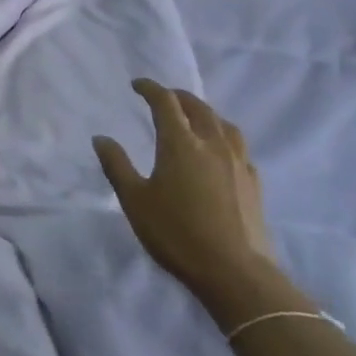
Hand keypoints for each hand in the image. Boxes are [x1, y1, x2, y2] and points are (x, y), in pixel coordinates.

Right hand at [94, 80, 278, 305]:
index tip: (137, 85)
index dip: (150, 88)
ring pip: (223, 123)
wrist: (234, 270)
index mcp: (181, 143)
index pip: (166, 102)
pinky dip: (223, 137)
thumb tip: (101, 138)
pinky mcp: (254, 181)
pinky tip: (219, 152)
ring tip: (194, 118)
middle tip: (163, 97)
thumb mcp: (134, 200)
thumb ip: (117, 165)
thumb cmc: (176, 233)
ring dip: (205, 113)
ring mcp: (238, 161)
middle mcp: (213, 143)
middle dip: (178, 96)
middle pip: (198, 107)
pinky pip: (238, 146)